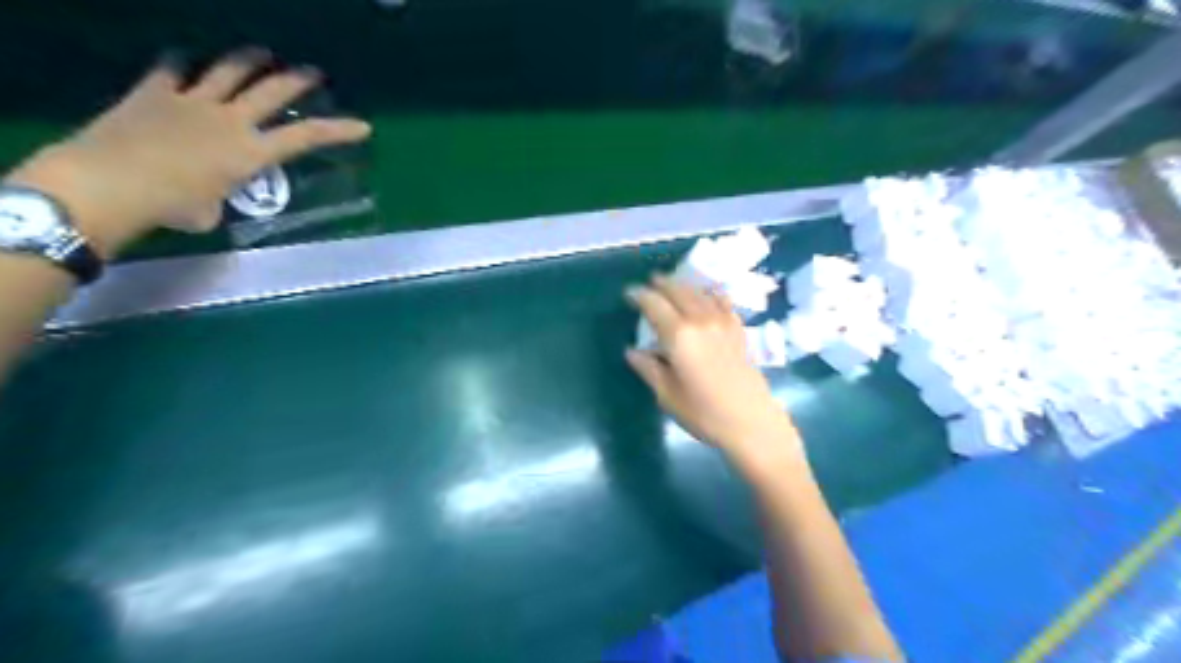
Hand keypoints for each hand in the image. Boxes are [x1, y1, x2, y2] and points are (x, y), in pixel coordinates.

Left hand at [4, 47, 370, 254]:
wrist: (109, 183)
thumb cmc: (172, 207)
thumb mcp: (211, 212)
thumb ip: (220, 196)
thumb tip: (212, 195)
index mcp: (250, 152)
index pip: (306, 137)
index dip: (337, 130)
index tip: (362, 126)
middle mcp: (230, 120)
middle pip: (272, 91)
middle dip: (299, 80)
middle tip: (314, 72)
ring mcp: (191, 101)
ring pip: (228, 70)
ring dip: (250, 59)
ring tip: (263, 52)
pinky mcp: (154, 92)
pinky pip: (172, 69)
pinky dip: (183, 62)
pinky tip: (187, 59)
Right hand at [621, 276, 807, 469]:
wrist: (751, 422)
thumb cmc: (703, 414)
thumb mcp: (667, 395)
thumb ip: (648, 368)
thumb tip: (632, 351)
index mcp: (678, 335)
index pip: (653, 304)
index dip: (639, 296)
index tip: (628, 293)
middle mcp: (700, 320)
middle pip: (677, 291)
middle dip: (661, 284)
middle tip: (649, 283)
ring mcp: (723, 322)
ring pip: (699, 293)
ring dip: (683, 285)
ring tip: (672, 284)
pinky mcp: (738, 330)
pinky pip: (723, 302)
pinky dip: (711, 292)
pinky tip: (708, 293)